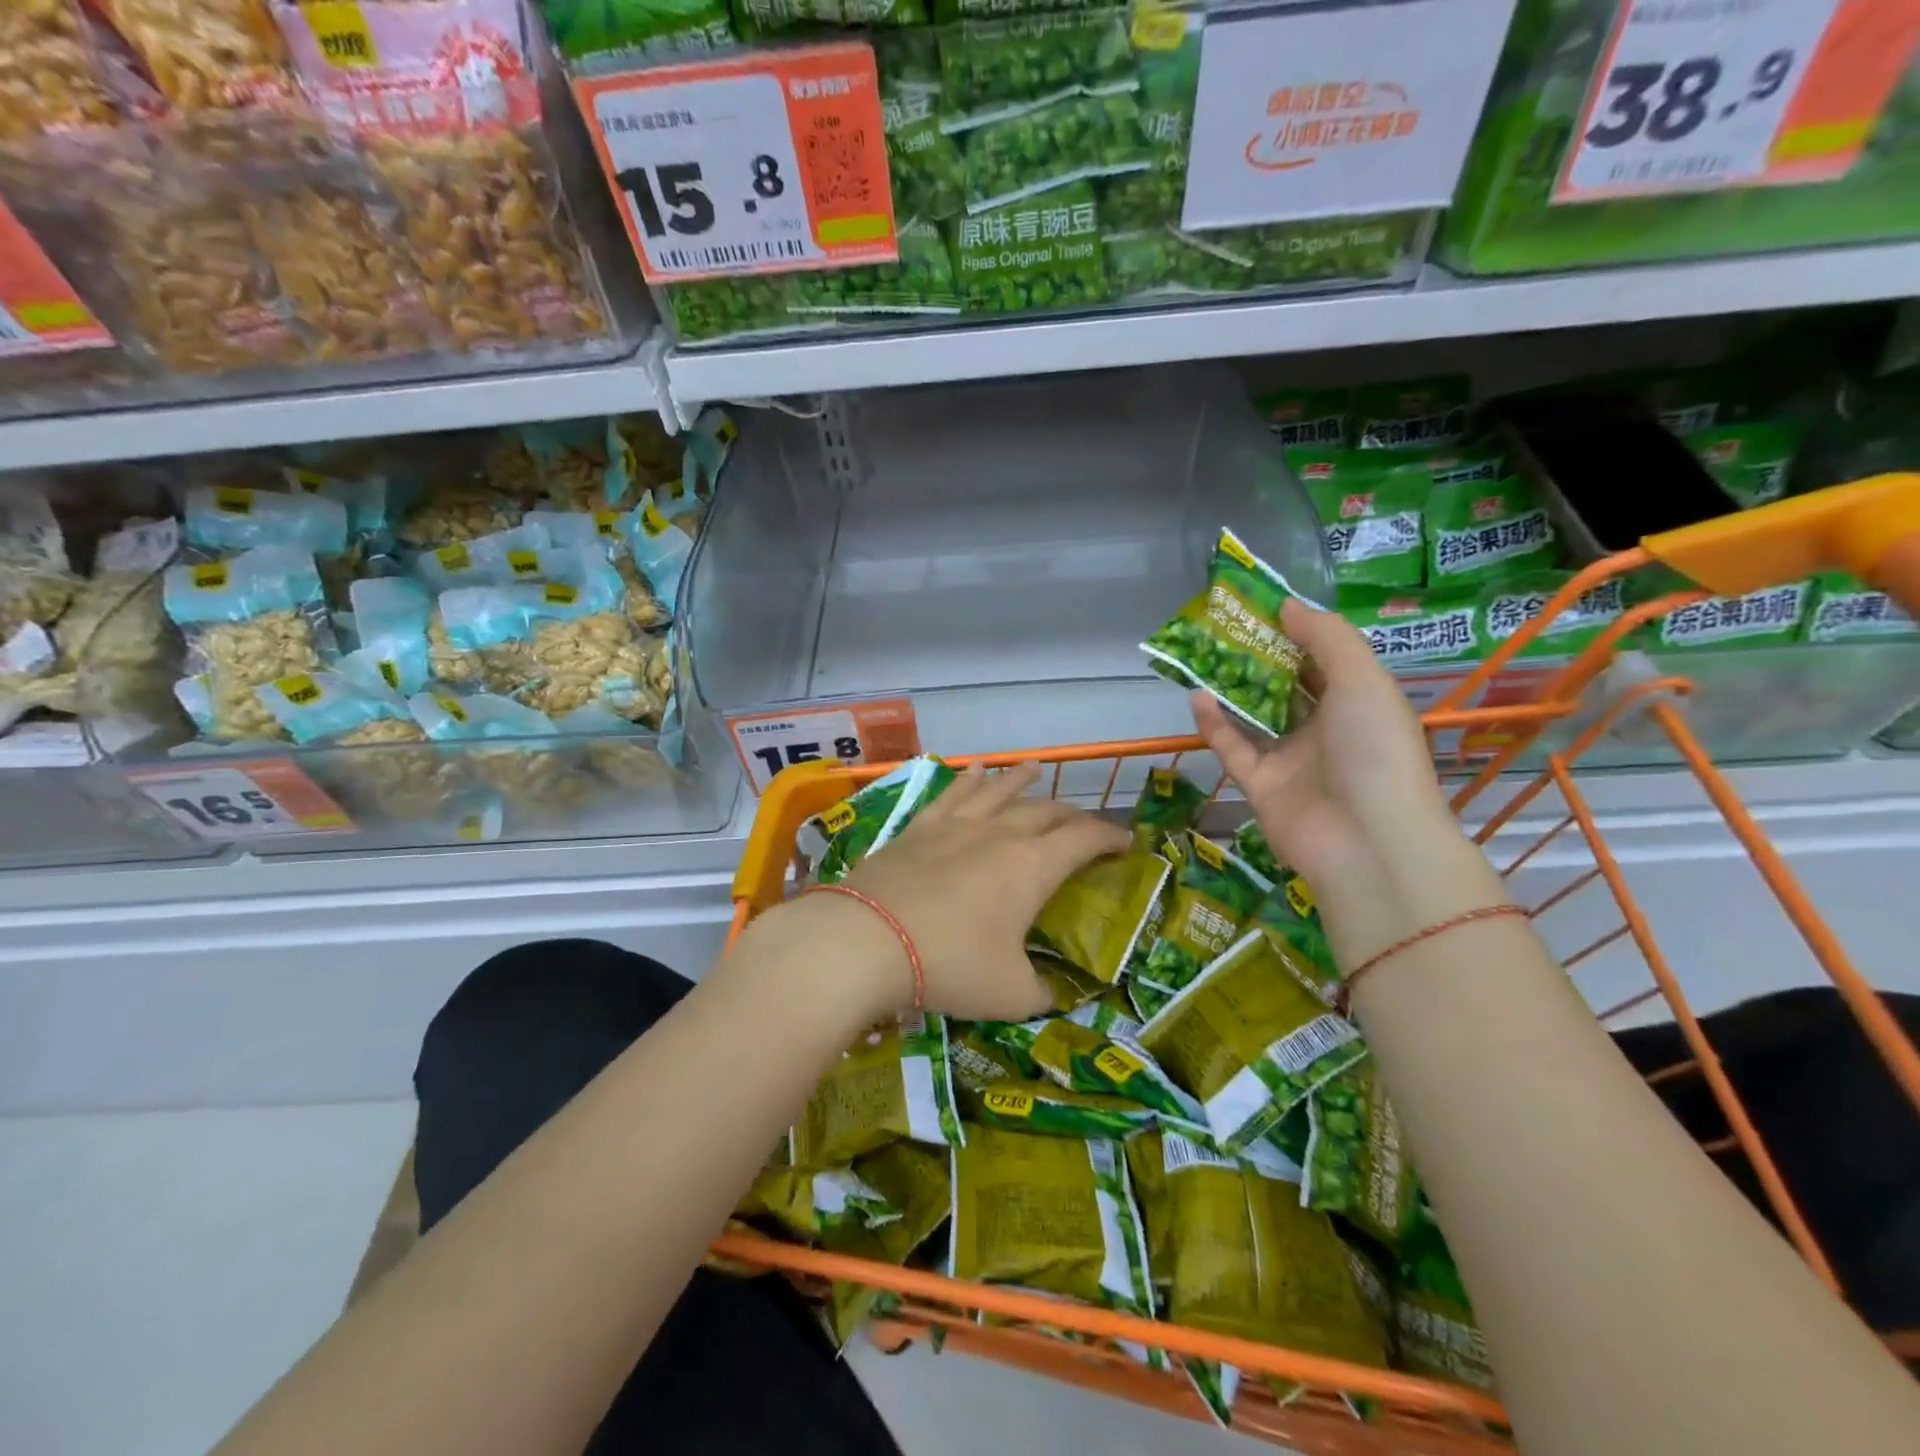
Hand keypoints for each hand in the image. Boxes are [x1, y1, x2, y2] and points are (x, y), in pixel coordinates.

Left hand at [824, 761, 1129, 1021]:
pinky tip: (974, 771)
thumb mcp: (1010, 995)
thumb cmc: (950, 965)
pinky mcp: (919, 827)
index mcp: (1032, 866)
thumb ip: (1041, 993)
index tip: (1127, 843)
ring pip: (999, 791)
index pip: (1084, 840)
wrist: (867, 939)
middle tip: (1083, 825)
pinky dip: (969, 781)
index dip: (1111, 838)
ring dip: (1021, 780)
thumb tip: (1052, 992)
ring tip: (1034, 768)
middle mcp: (1000, 833)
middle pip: (1045, 812)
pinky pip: (952, 794)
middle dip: (1071, 815)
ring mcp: (956, 825)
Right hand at [1192, 598, 1506, 966]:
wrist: (1366, 840)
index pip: (1324, 661)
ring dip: (1232, 688)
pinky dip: (1214, 725)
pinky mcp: (1260, 785)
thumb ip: (1326, 638)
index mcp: (1358, 703)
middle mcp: (1325, 729)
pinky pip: (1233, 749)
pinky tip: (1197, 697)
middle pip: (1286, 686)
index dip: (1296, 633)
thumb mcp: (1362, 679)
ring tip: (1203, 655)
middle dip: (1258, 657)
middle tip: (1223, 627)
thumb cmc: (1373, 749)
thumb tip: (1286, 606)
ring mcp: (1291, 759)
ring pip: (1255, 716)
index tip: (1262, 607)